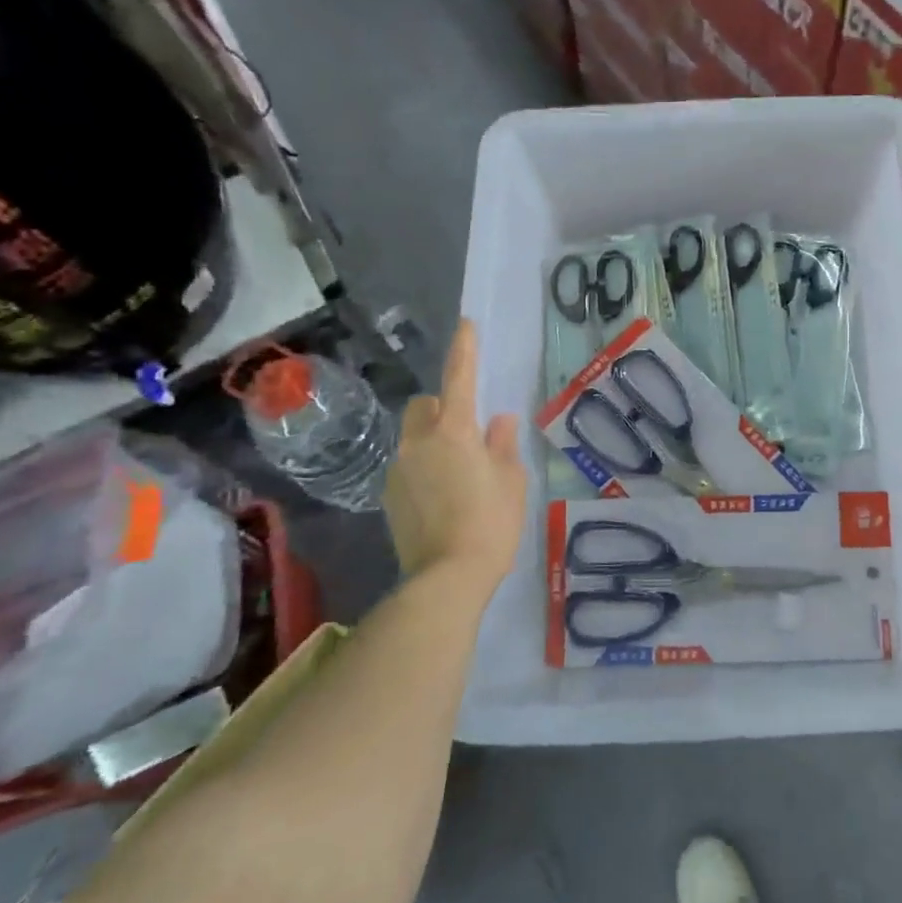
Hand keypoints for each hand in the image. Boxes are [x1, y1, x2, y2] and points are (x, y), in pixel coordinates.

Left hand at [384, 320, 526, 590]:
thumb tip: (500, 421)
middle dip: (444, 407)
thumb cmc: (491, 523)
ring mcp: (399, 469)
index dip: (465, 349)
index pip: (460, 378)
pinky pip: (409, 466)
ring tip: (460, 474)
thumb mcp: (511, 481)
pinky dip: (424, 469)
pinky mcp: (389, 496)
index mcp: (455, 431)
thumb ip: (503, 445)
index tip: (466, 325)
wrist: (447, 577)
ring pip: (415, 437)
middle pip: (426, 406)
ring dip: (434, 441)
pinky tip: (443, 498)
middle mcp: (420, 442)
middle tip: (470, 433)